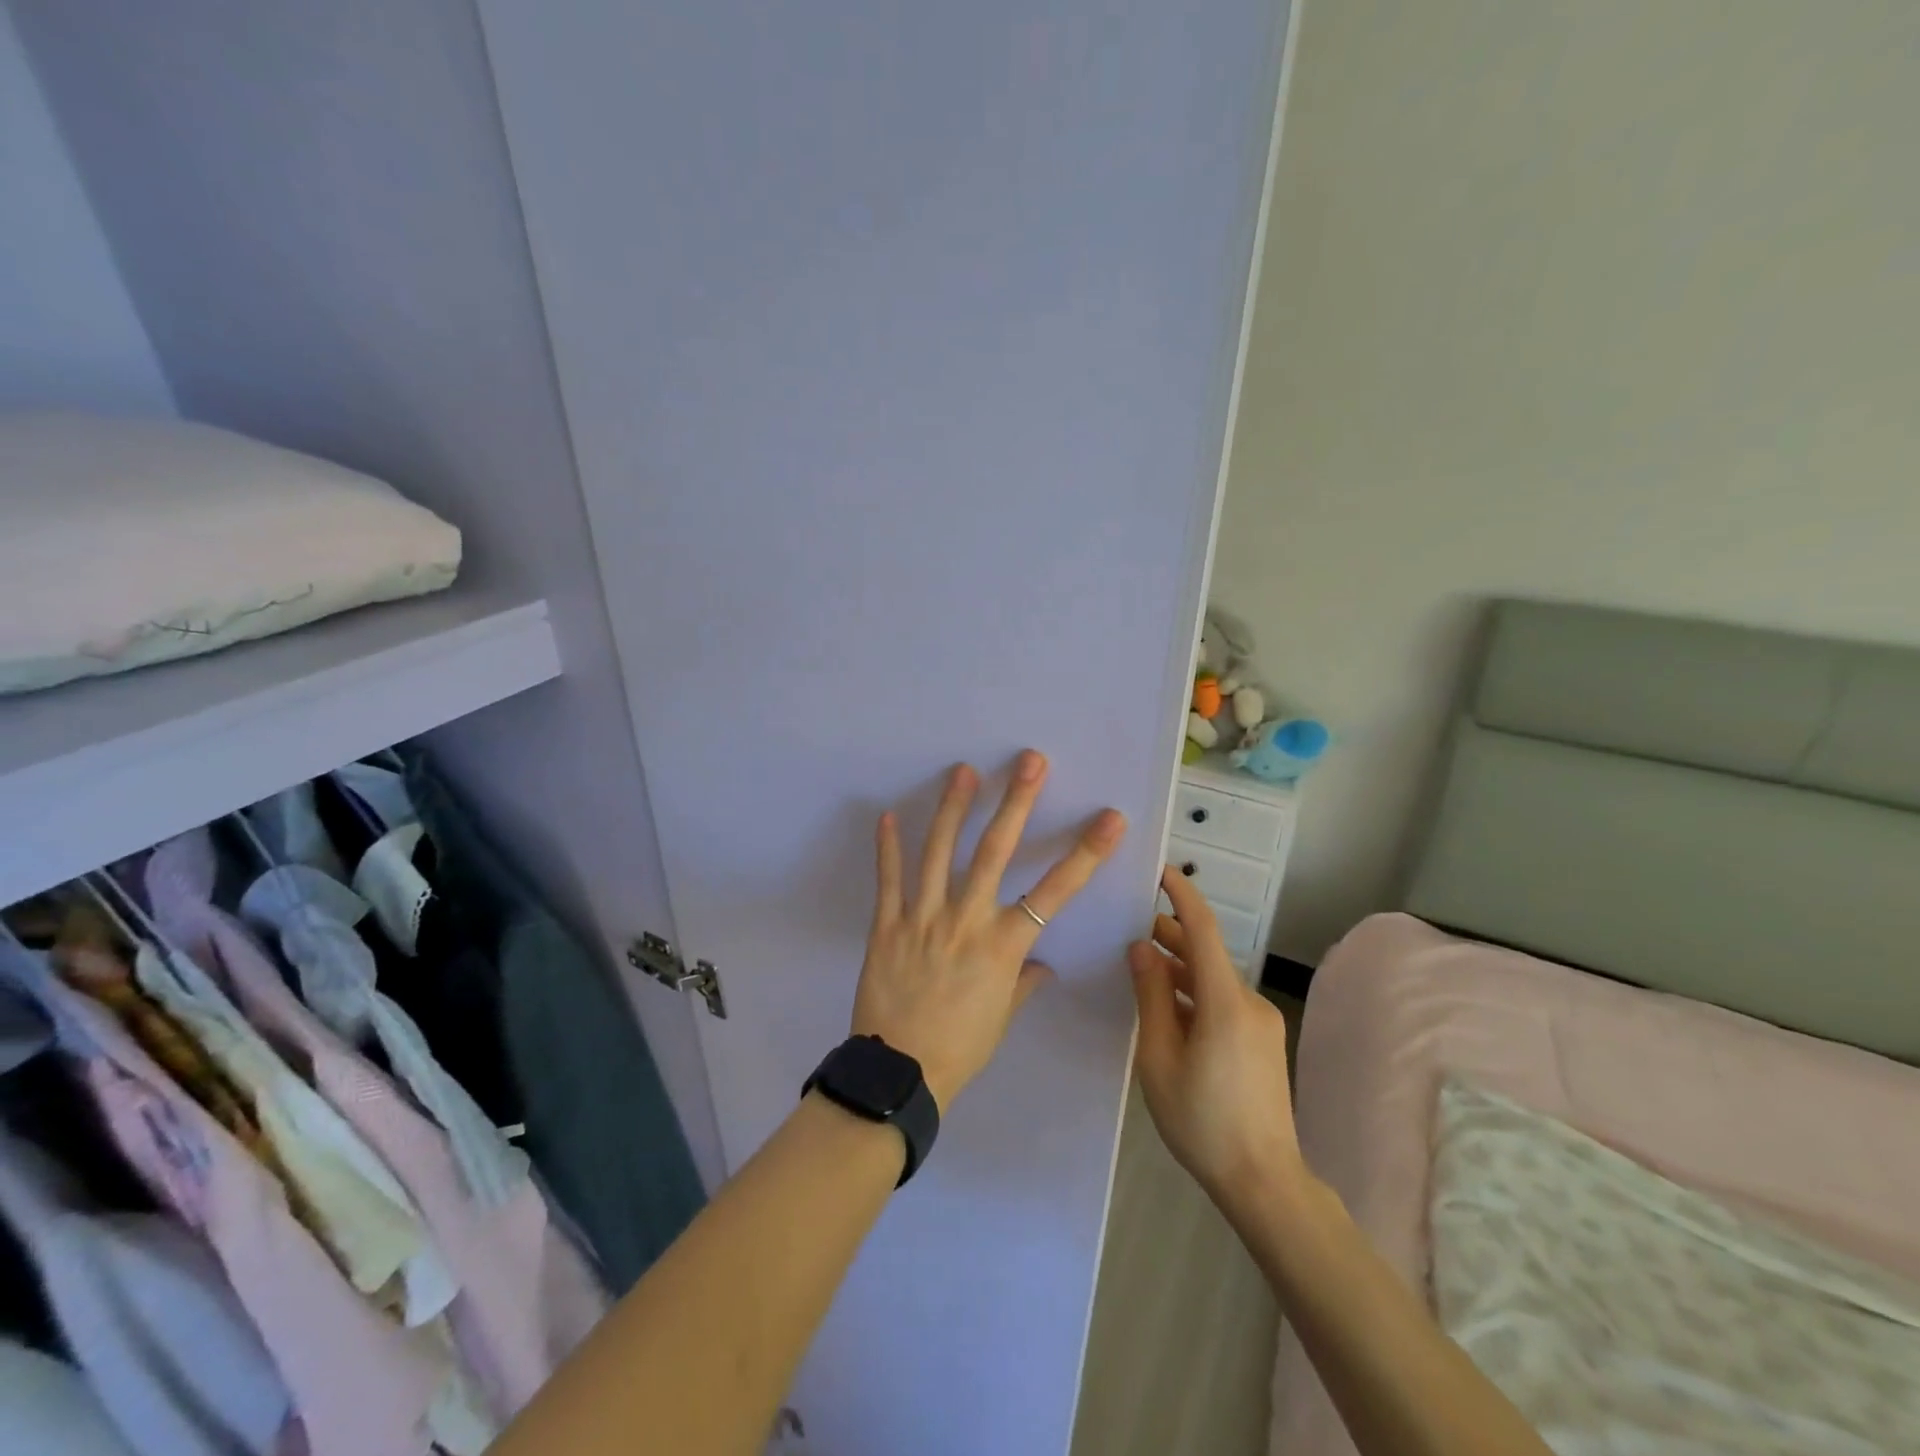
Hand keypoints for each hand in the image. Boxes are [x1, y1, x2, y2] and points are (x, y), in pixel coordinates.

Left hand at [853, 752, 1126, 1109]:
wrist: (900, 1074)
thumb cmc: (961, 1048)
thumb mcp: (1002, 1018)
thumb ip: (1022, 983)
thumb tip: (1041, 965)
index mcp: (1004, 946)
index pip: (1055, 893)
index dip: (1085, 854)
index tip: (1109, 819)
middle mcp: (967, 921)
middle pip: (995, 852)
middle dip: (1016, 803)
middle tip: (1029, 761)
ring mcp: (924, 919)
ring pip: (940, 853)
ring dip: (953, 808)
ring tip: (963, 771)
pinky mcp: (887, 925)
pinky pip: (889, 880)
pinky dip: (888, 847)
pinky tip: (889, 815)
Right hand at [1129, 867, 1305, 1223]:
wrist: (1265, 1182)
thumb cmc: (1202, 1121)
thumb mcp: (1159, 1057)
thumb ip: (1151, 997)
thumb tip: (1141, 948)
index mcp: (1224, 1001)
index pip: (1203, 929)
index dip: (1181, 895)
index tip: (1159, 870)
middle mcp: (1248, 1001)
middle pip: (1206, 953)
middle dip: (1171, 935)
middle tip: (1131, 927)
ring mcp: (1260, 1022)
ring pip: (1213, 980)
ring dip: (1180, 968)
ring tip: (1142, 968)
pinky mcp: (1263, 1041)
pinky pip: (1223, 1002)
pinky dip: (1194, 994)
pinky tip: (1168, 1010)